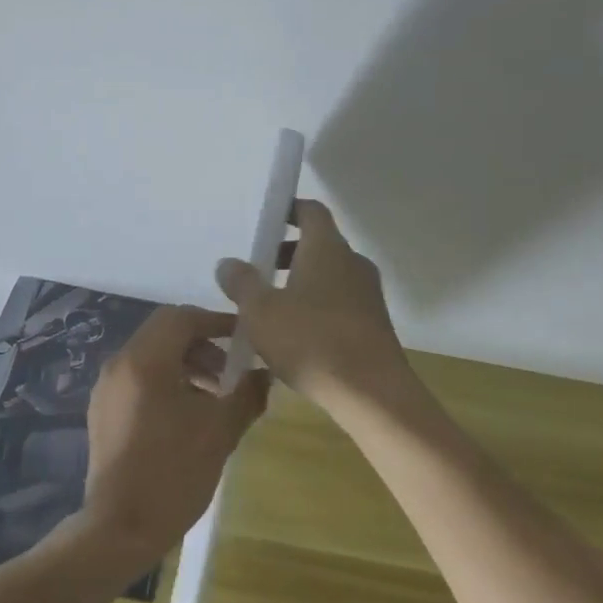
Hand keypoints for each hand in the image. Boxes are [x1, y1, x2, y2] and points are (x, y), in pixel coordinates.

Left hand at [78, 305, 268, 564]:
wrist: (119, 529)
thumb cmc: (172, 473)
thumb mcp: (219, 432)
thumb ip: (246, 395)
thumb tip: (265, 375)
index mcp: (144, 361)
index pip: (181, 317)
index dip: (216, 321)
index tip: (245, 338)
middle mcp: (120, 364)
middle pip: (164, 332)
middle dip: (202, 343)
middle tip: (232, 371)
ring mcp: (107, 388)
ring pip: (151, 355)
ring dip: (186, 363)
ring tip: (215, 396)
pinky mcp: (104, 410)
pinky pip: (138, 378)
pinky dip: (167, 380)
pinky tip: (188, 414)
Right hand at [215, 200, 409, 412]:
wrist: (372, 394)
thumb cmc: (311, 341)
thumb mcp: (261, 312)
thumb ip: (242, 283)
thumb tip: (228, 263)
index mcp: (327, 248)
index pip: (311, 211)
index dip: (288, 209)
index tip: (265, 218)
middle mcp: (352, 263)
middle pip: (319, 243)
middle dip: (287, 251)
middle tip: (257, 267)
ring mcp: (368, 294)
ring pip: (330, 275)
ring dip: (301, 281)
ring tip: (270, 304)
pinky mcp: (374, 324)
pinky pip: (340, 301)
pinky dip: (317, 305)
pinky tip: (295, 333)